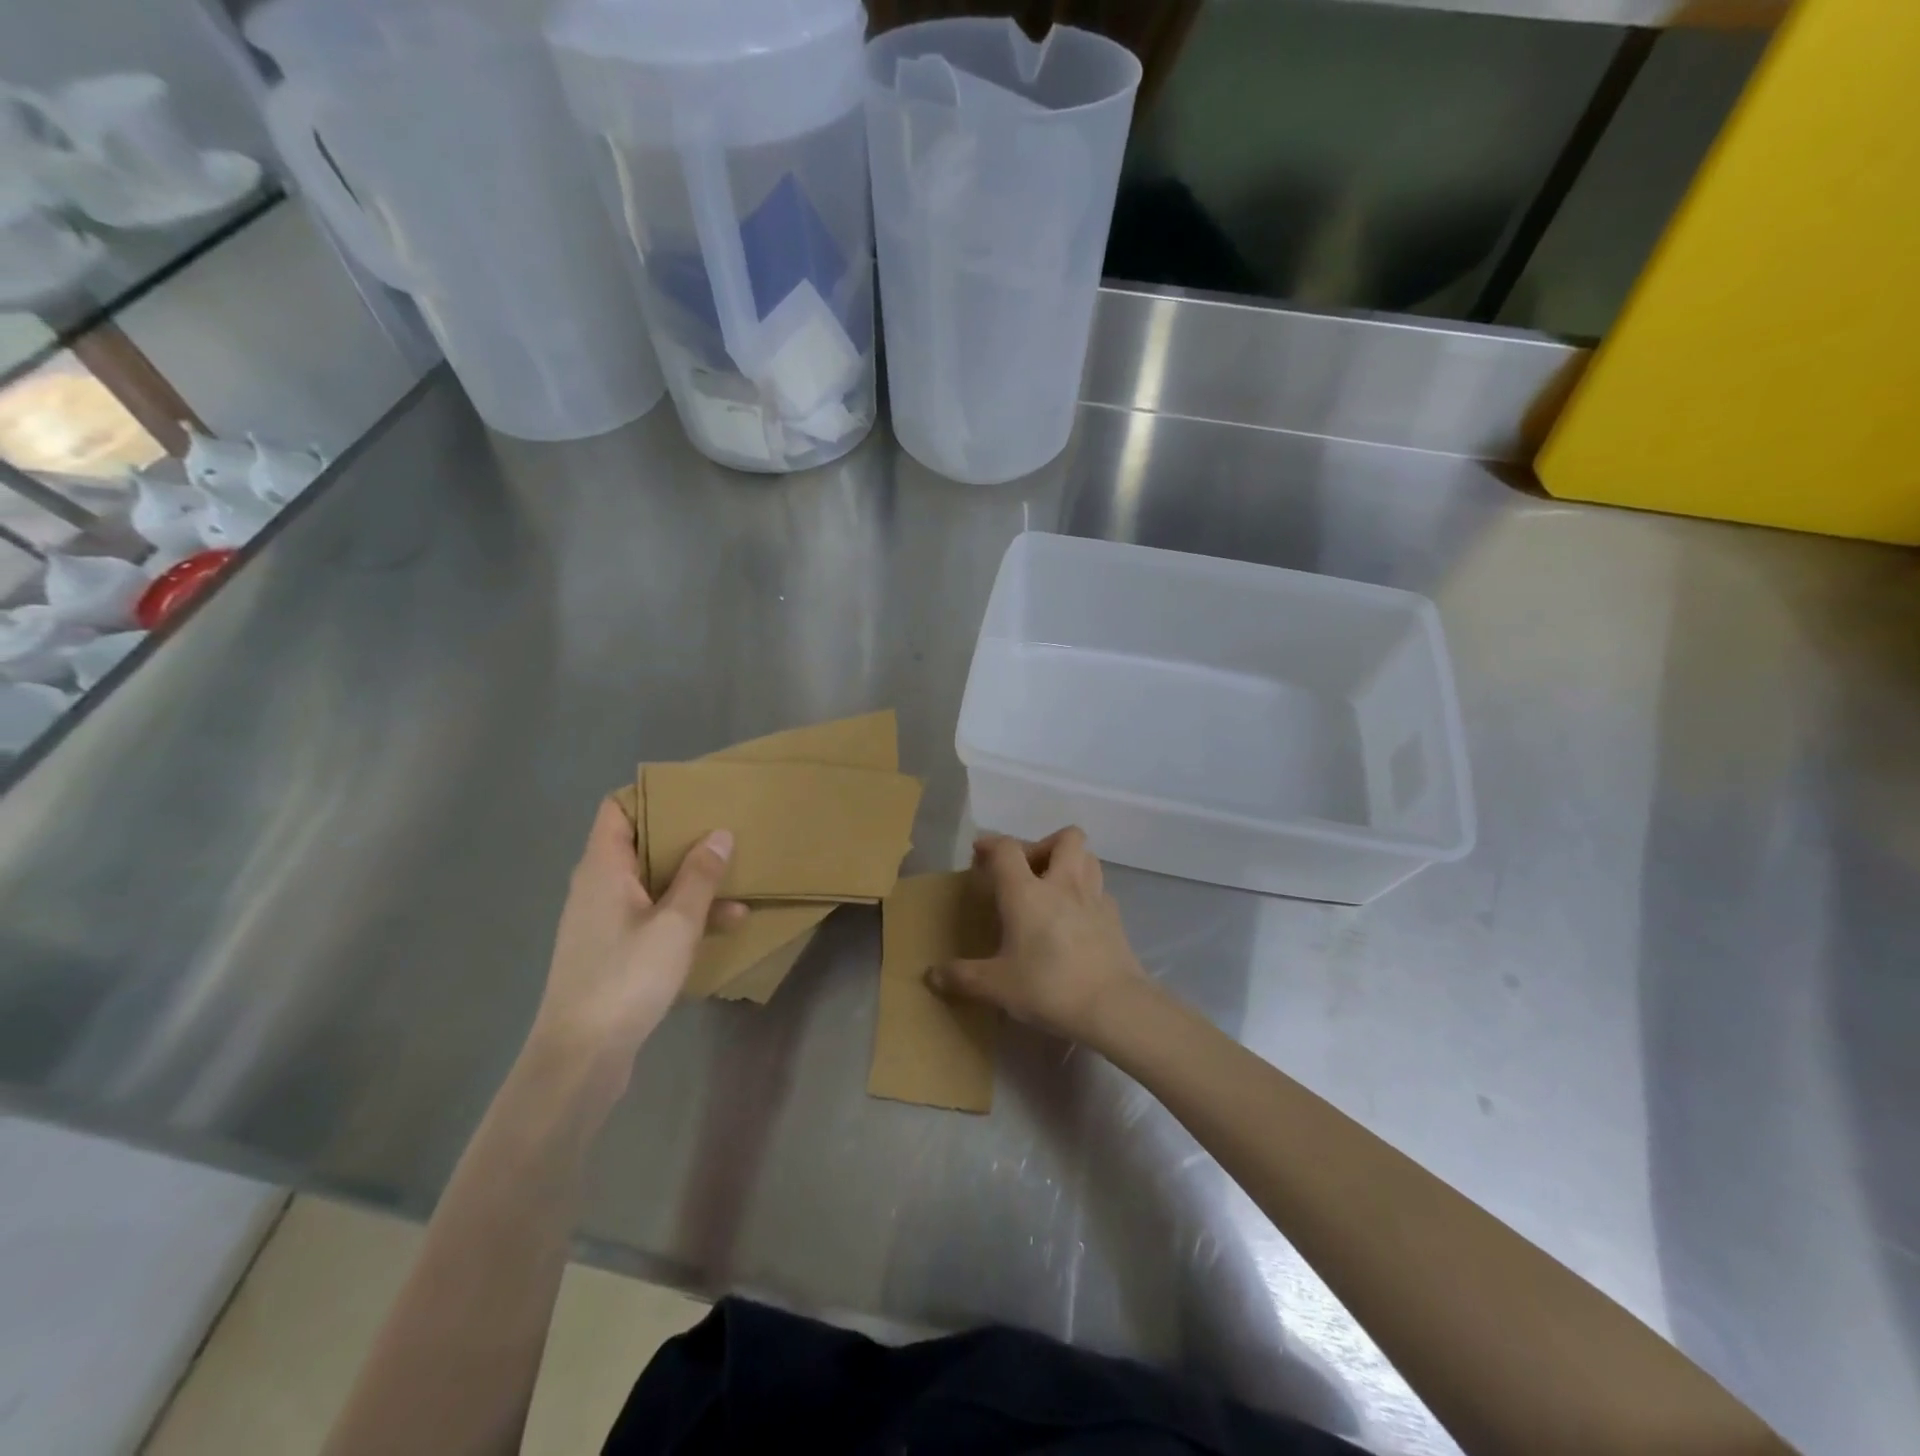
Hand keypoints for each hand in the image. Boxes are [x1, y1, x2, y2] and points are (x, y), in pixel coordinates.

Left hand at [527, 798, 737, 1094]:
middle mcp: (597, 887)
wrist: (581, 1058)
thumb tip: (719, 834)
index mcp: (602, 869)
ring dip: (690, 880)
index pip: (615, 810)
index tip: (694, 796)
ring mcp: (603, 921)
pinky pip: (651, 915)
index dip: (651, 797)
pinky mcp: (612, 951)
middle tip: (724, 829)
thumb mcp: (676, 923)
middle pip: (638, 844)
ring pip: (650, 883)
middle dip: (682, 838)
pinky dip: (682, 913)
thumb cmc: (627, 977)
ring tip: (738, 878)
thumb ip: (700, 876)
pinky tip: (724, 924)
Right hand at [928, 828, 1154, 1047]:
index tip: (980, 853)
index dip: (991, 844)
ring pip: (1088, 856)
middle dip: (1043, 844)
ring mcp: (1094, 898)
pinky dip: (1087, 893)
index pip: (1008, 849)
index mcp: (1027, 892)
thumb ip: (962, 978)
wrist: (1114, 1005)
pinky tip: (1077, 917)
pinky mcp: (1115, 918)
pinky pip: (1100, 890)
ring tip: (1054, 885)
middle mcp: (1063, 884)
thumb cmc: (1049, 987)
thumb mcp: (997, 987)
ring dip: (1070, 861)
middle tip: (1027, 870)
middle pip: (1063, 837)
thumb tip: (931, 976)